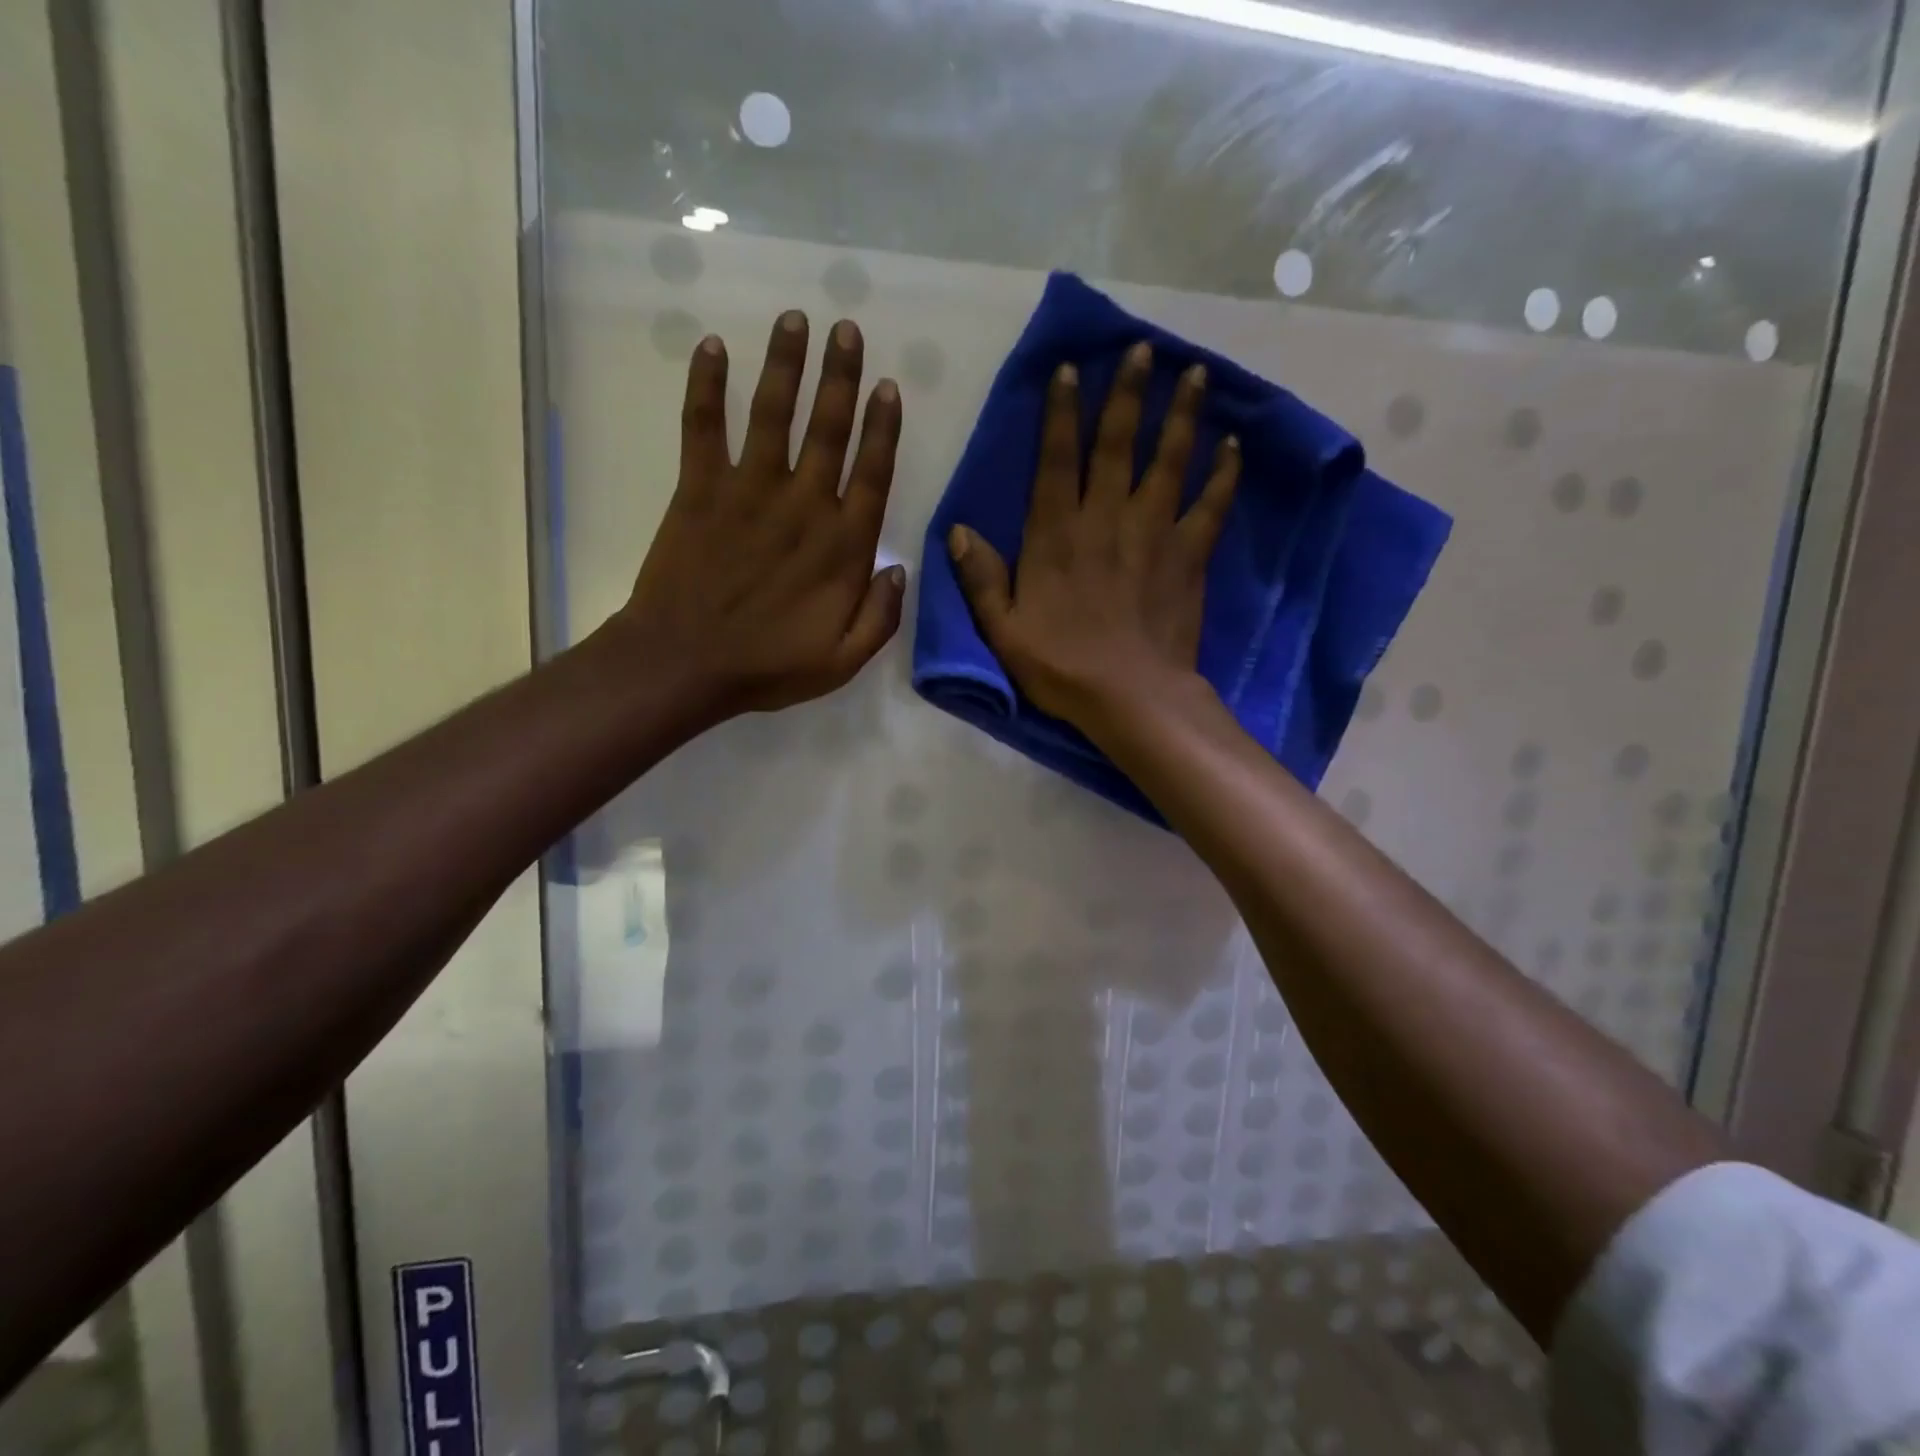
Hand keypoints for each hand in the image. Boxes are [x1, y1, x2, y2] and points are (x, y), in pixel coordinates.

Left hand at [617, 311, 903, 720]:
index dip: (882, 428)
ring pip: (773, 414)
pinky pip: (703, 427)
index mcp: (842, 547)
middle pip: (828, 429)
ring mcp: (749, 491)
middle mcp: (803, 505)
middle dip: (841, 376)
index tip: (888, 387)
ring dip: (785, 364)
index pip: (872, 474)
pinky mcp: (700, 489)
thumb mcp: (843, 661)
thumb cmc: (769, 665)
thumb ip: (881, 617)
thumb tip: (901, 570)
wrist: (685, 663)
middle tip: (847, 329)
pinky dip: (705, 386)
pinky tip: (712, 348)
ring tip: (796, 318)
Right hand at [947, 341, 1239, 729]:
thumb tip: (956, 531)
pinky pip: (1210, 505)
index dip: (1061, 413)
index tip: (1070, 370)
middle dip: (1128, 394)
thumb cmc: (1062, 666)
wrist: (1131, 698)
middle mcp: (1105, 519)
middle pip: (1117, 444)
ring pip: (1168, 461)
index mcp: (1055, 535)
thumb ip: (980, 578)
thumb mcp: (1003, 630)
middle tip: (1143, 349)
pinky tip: (1234, 445)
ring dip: (1181, 416)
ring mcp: (1152, 533)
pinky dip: (1223, 474)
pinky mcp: (1188, 555)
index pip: (1055, 460)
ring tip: (1197, 374)